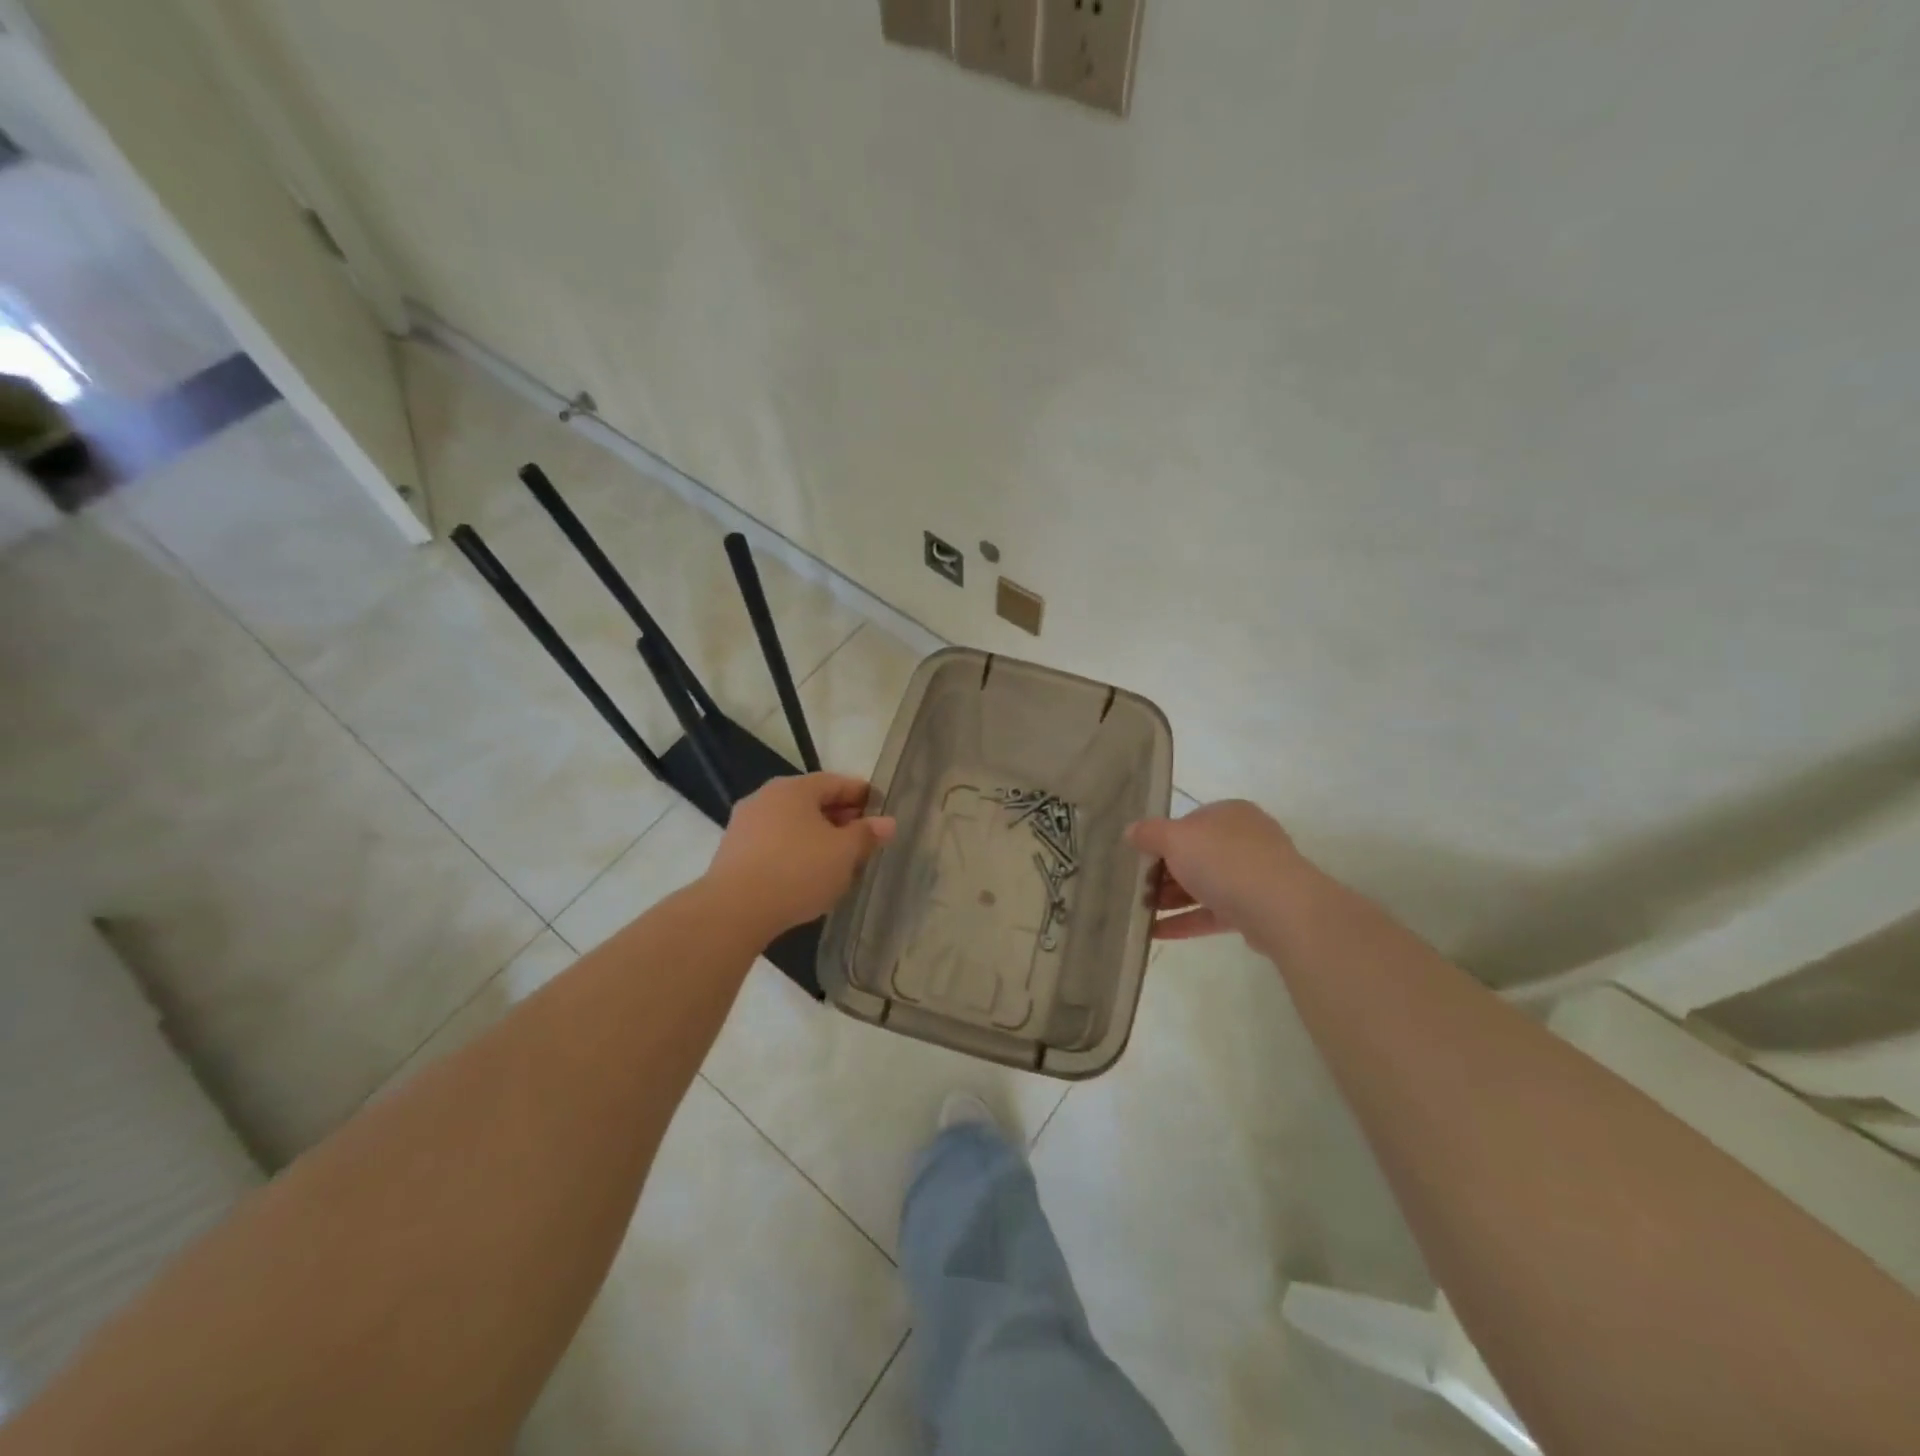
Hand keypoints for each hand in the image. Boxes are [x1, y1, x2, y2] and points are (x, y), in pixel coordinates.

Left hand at [706, 773, 896, 936]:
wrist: (734, 910)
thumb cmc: (797, 871)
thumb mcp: (844, 853)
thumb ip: (866, 835)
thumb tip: (887, 823)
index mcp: (794, 788)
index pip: (836, 782)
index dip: (861, 794)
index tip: (880, 809)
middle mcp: (766, 797)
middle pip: (812, 801)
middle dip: (840, 817)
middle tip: (863, 837)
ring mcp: (745, 824)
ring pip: (792, 824)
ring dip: (817, 836)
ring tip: (838, 859)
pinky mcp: (733, 852)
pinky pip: (774, 843)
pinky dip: (795, 851)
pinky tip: (807, 874)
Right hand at [1127, 800, 1304, 941]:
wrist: (1281, 908)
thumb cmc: (1224, 861)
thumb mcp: (1175, 838)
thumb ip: (1149, 833)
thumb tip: (1130, 831)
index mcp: (1229, 814)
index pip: (1188, 823)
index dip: (1160, 839)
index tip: (1137, 858)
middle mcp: (1244, 840)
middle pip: (1195, 855)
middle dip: (1163, 873)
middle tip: (1134, 888)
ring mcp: (1253, 876)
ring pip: (1203, 885)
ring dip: (1171, 899)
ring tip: (1138, 913)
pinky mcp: (1255, 910)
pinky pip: (1212, 913)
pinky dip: (1185, 921)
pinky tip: (1155, 932)